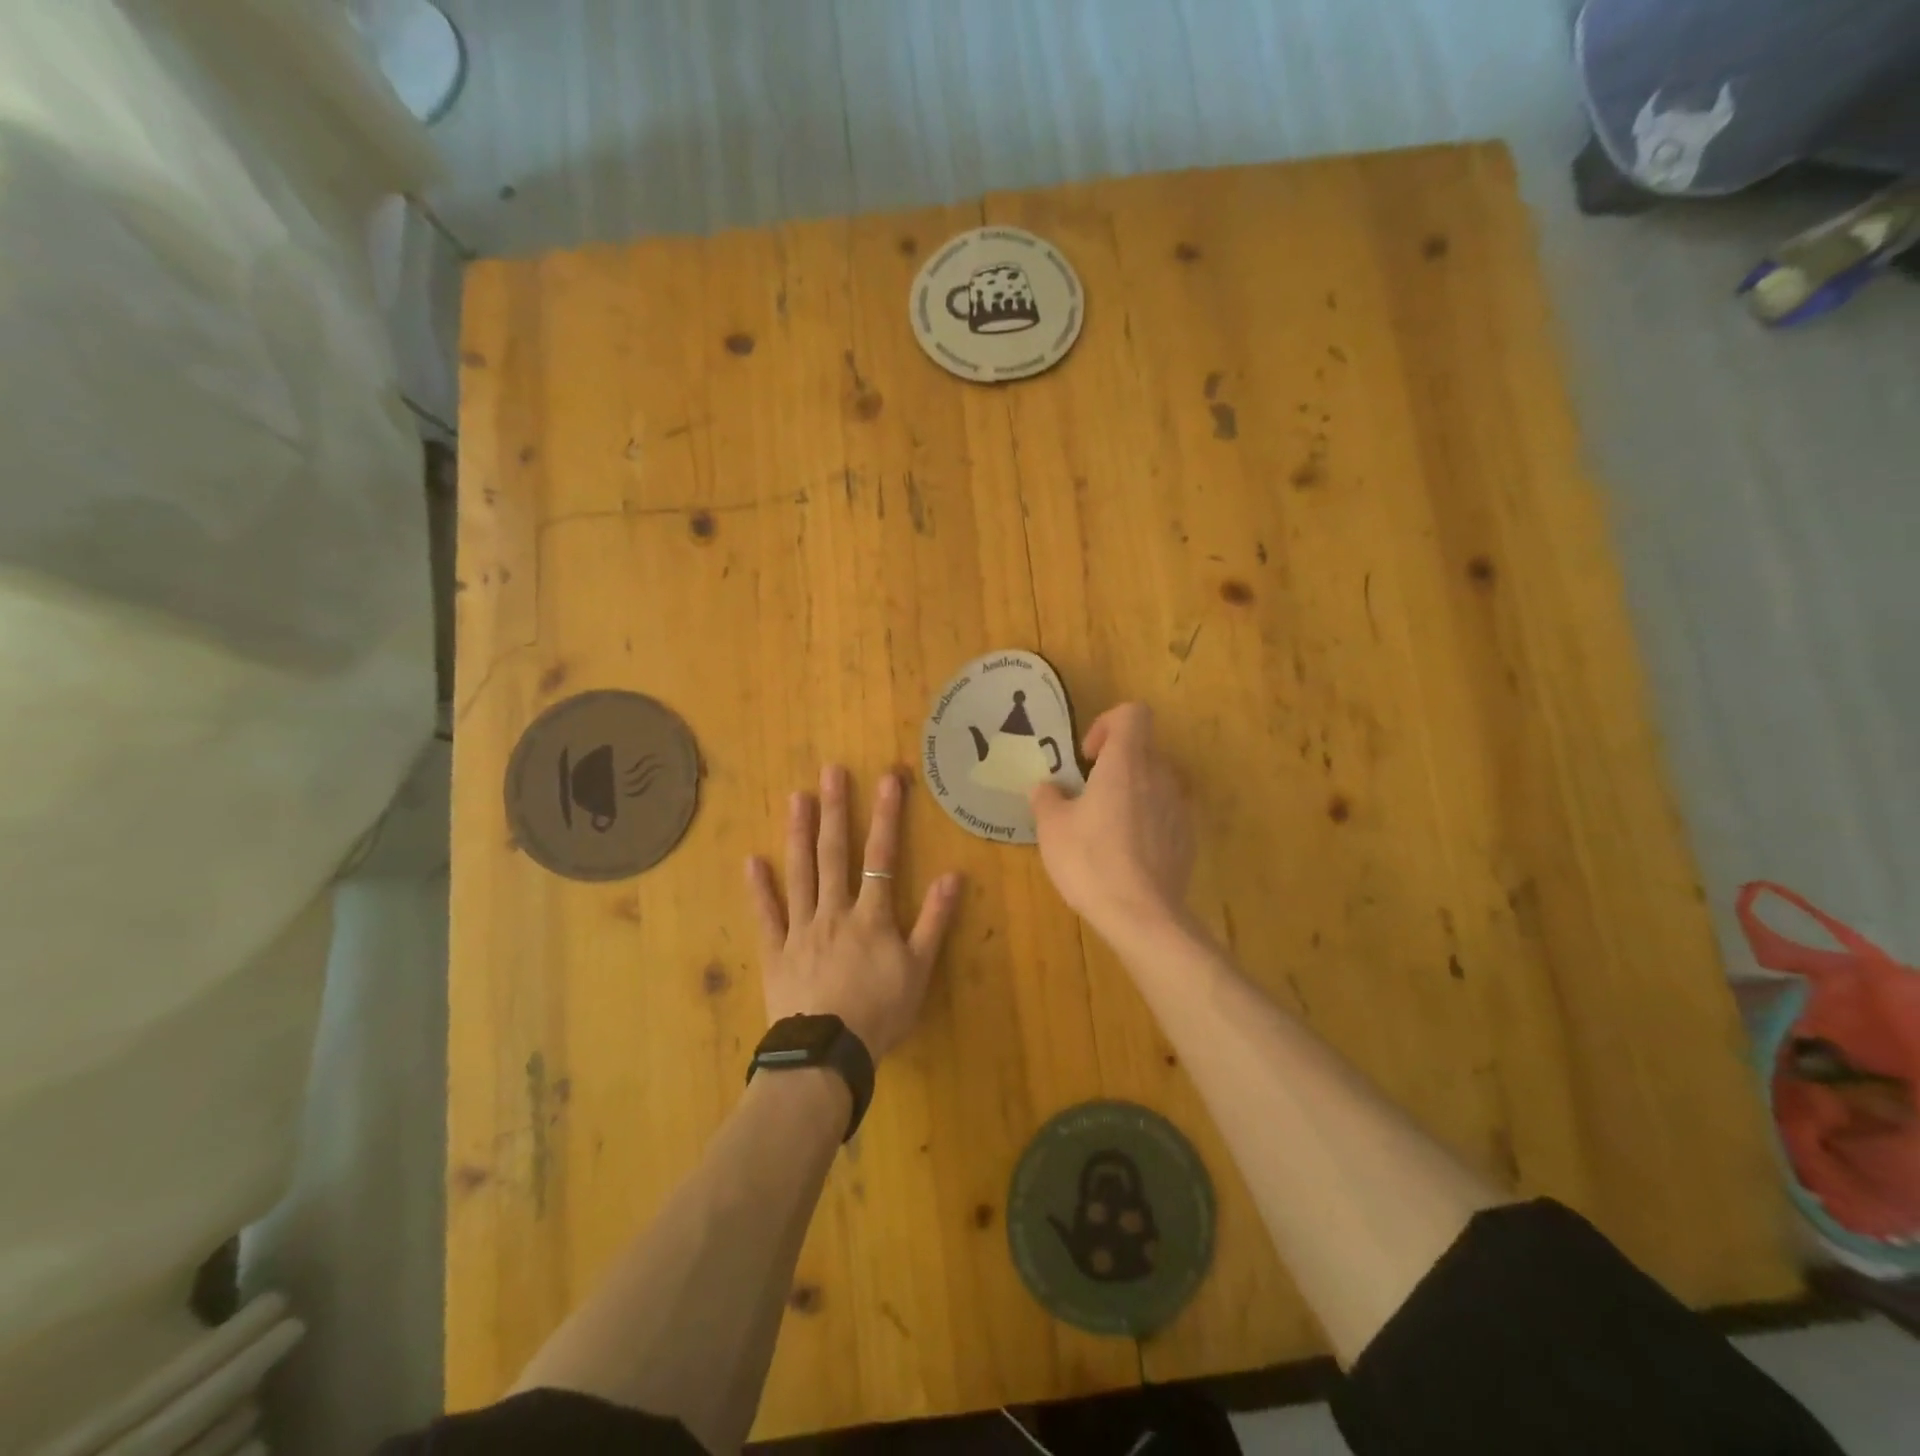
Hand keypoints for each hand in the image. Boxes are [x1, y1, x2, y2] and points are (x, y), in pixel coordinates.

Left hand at [746, 766, 963, 1059]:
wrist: (828, 1054)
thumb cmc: (880, 1012)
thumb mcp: (919, 970)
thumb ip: (935, 921)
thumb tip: (953, 875)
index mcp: (870, 916)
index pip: (881, 856)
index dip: (886, 816)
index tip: (888, 778)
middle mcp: (834, 911)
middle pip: (834, 854)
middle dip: (836, 810)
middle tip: (831, 771)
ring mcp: (801, 929)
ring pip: (800, 874)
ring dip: (799, 834)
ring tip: (797, 798)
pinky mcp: (776, 952)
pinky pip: (766, 916)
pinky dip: (759, 889)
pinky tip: (752, 861)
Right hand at [1029, 703, 1194, 939]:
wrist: (1143, 916)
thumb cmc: (1091, 861)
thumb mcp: (1052, 828)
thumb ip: (1047, 798)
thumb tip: (1047, 788)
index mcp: (1126, 763)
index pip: (1132, 714)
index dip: (1107, 724)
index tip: (1087, 756)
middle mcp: (1160, 776)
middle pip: (1142, 749)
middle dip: (1115, 765)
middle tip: (1087, 795)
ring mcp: (1179, 807)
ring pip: (1155, 782)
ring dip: (1131, 793)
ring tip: (1106, 826)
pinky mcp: (1188, 838)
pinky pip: (1165, 814)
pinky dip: (1147, 821)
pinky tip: (1126, 854)